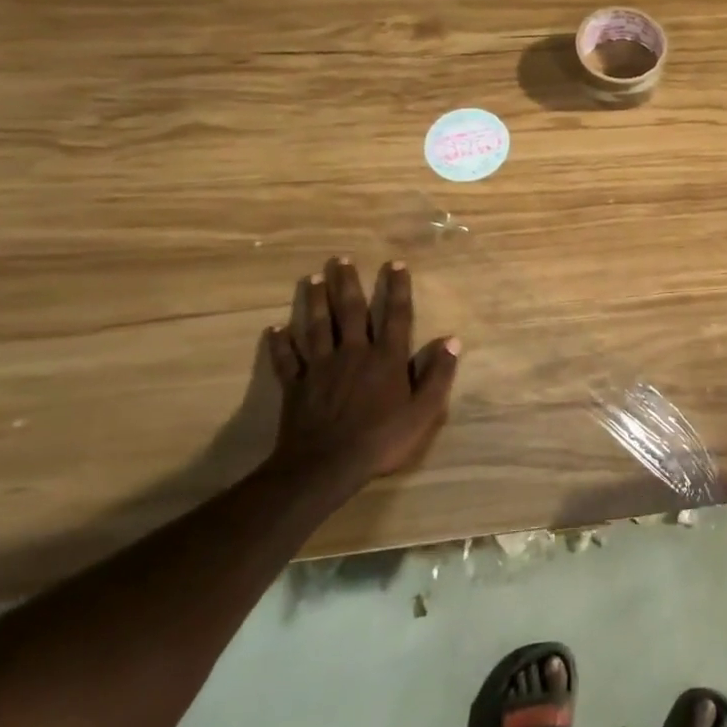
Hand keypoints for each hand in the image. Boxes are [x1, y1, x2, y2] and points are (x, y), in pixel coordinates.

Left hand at [264, 257, 458, 495]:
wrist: (325, 466)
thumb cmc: (381, 439)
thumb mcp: (423, 411)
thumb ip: (438, 375)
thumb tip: (452, 340)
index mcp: (386, 358)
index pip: (395, 315)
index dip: (397, 288)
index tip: (395, 264)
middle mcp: (354, 353)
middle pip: (351, 311)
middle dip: (348, 283)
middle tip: (341, 259)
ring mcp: (321, 367)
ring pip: (318, 326)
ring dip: (315, 301)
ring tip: (313, 278)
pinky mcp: (296, 385)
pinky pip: (286, 360)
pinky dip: (280, 344)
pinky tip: (275, 329)